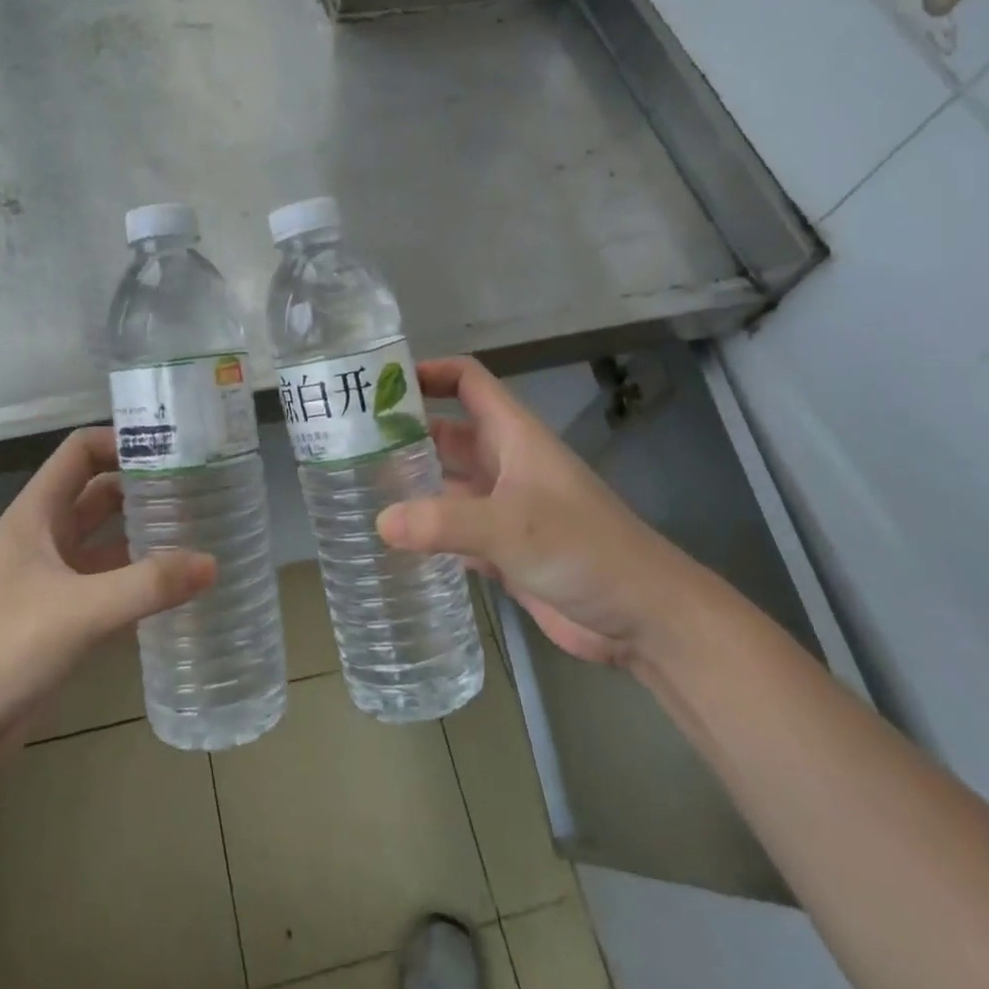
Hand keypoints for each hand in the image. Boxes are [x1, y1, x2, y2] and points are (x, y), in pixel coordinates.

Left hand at [0, 427, 213, 772]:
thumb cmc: (3, 647)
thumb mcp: (80, 610)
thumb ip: (148, 586)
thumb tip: (212, 562)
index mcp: (37, 514)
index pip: (82, 452)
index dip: (123, 442)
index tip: (175, 450)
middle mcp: (46, 537)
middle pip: (101, 494)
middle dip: (145, 488)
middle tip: (201, 492)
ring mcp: (53, 579)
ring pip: (107, 541)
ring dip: (146, 536)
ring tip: (201, 535)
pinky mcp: (61, 617)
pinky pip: (109, 585)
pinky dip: (139, 582)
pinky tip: (178, 590)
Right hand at [375, 356, 698, 667]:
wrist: (642, 616)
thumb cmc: (584, 549)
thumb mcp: (511, 525)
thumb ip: (444, 521)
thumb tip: (380, 520)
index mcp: (513, 435)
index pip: (468, 381)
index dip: (429, 372)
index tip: (379, 384)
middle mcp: (504, 463)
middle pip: (446, 432)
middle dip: (403, 433)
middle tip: (347, 443)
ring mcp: (502, 507)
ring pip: (445, 481)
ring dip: (410, 483)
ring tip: (355, 488)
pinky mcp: (501, 548)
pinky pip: (451, 528)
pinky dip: (423, 529)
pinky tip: (388, 539)